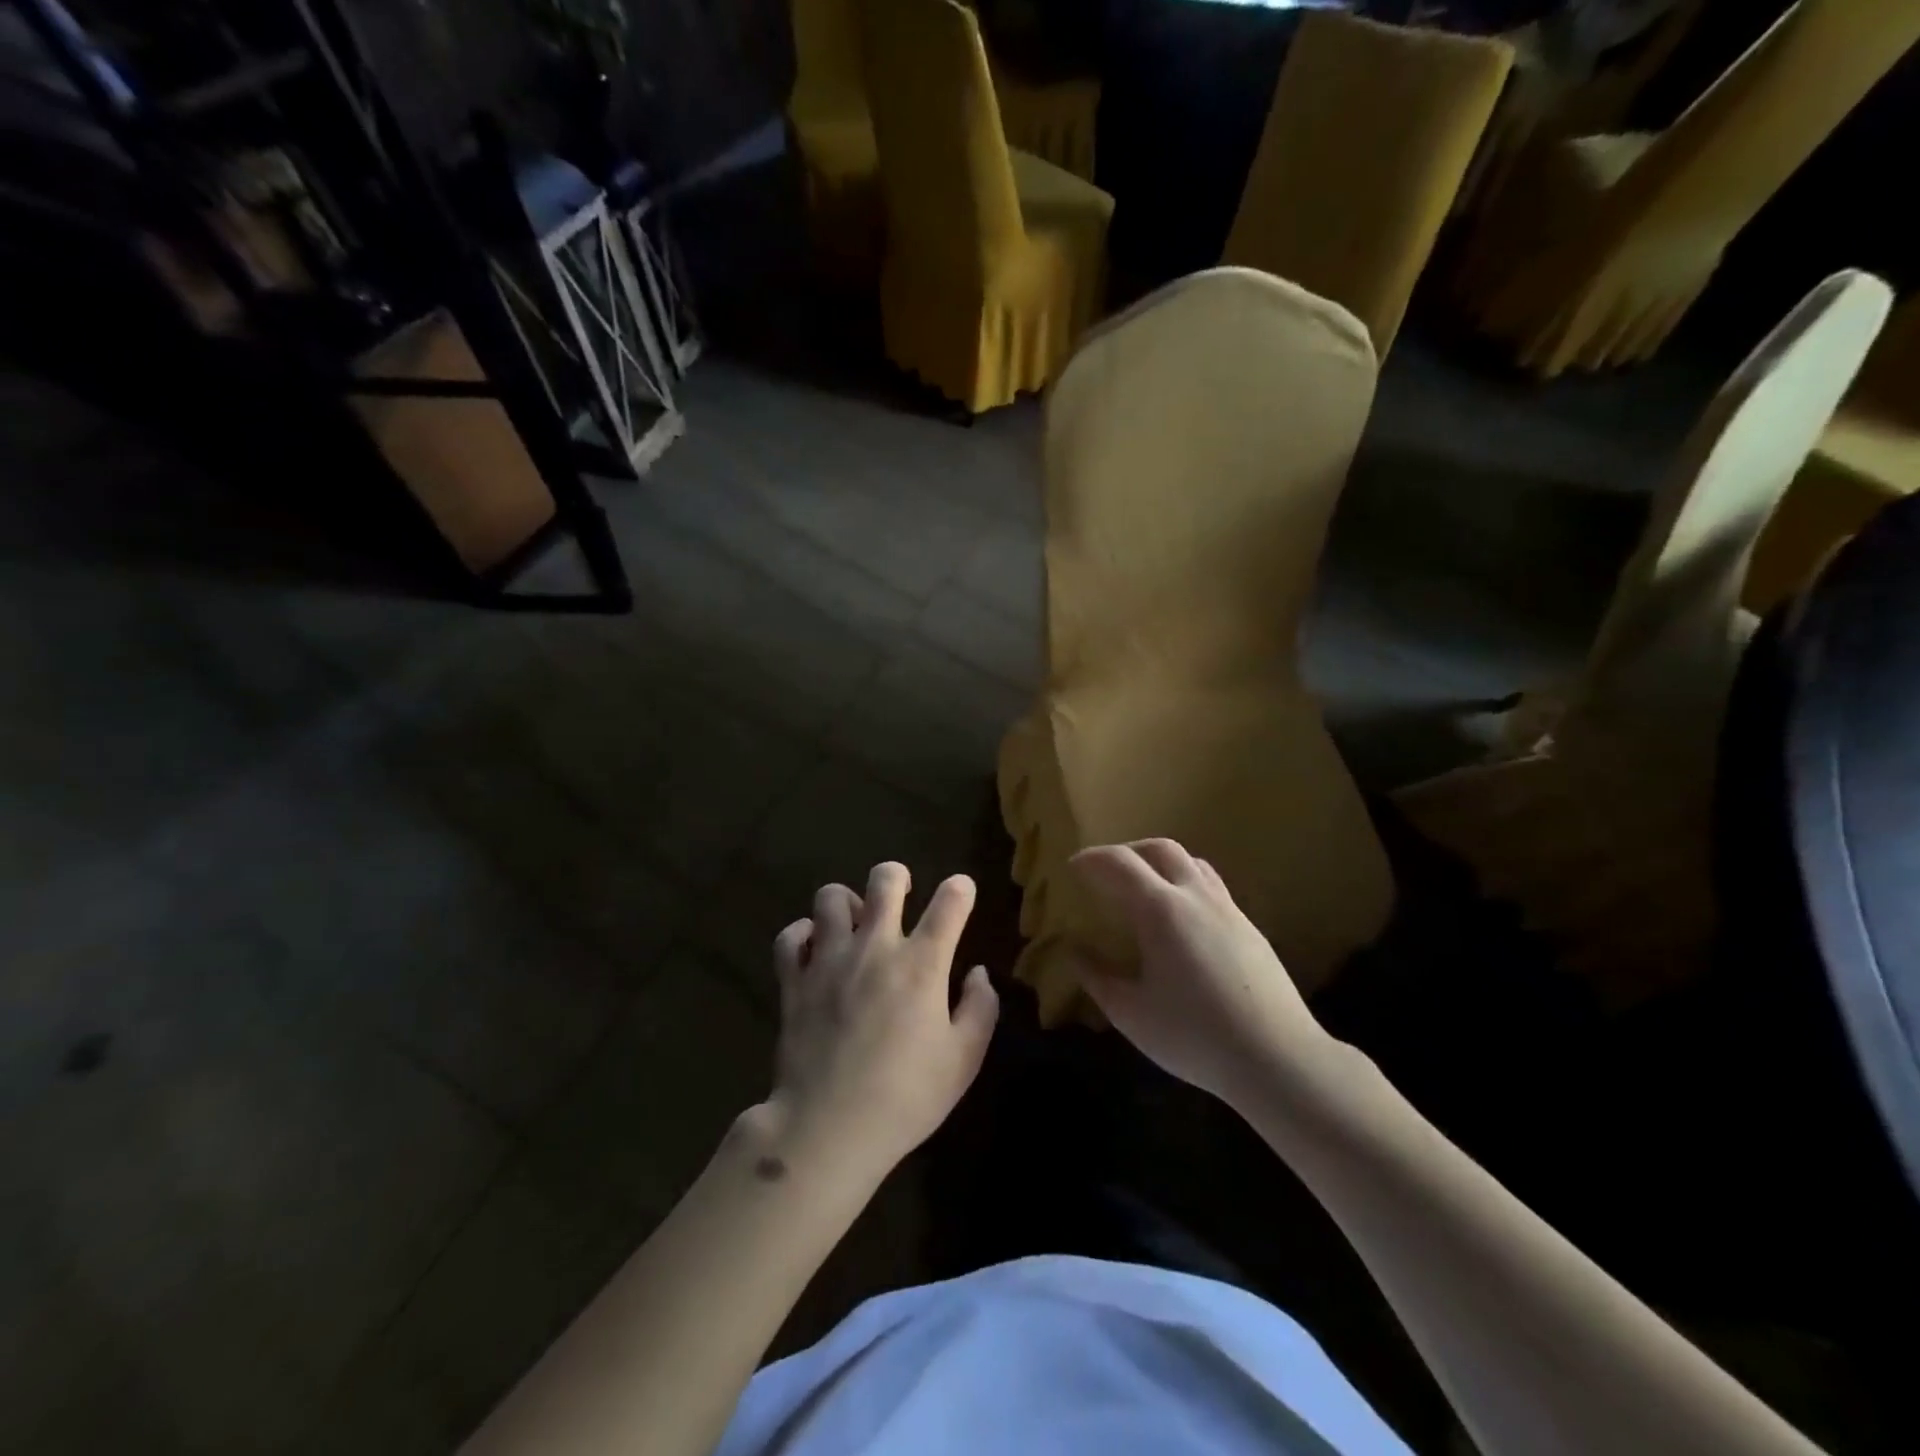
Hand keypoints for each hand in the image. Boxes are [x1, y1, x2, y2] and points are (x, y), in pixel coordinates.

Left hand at [765, 862, 998, 1184]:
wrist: (829, 1128)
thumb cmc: (906, 1097)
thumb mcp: (963, 1060)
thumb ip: (979, 1009)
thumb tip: (977, 973)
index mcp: (922, 964)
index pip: (949, 902)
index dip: (960, 889)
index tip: (962, 891)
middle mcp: (875, 948)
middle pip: (884, 880)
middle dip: (897, 876)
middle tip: (901, 895)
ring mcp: (829, 960)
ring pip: (831, 897)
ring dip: (847, 904)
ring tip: (855, 925)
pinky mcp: (794, 980)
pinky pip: (791, 937)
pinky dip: (803, 936)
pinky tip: (814, 950)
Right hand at [1071, 839, 1340, 1111]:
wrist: (1278, 1058)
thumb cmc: (1195, 1036)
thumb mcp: (1131, 1014)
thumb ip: (1097, 977)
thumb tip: (1075, 951)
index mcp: (1161, 910)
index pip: (1119, 863)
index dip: (1092, 859)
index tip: (1072, 866)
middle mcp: (1196, 897)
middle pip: (1160, 849)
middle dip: (1127, 851)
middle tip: (1106, 872)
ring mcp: (1228, 910)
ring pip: (1192, 863)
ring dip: (1160, 863)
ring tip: (1143, 888)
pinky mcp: (1249, 928)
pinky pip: (1211, 887)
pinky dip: (1185, 884)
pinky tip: (1180, 920)